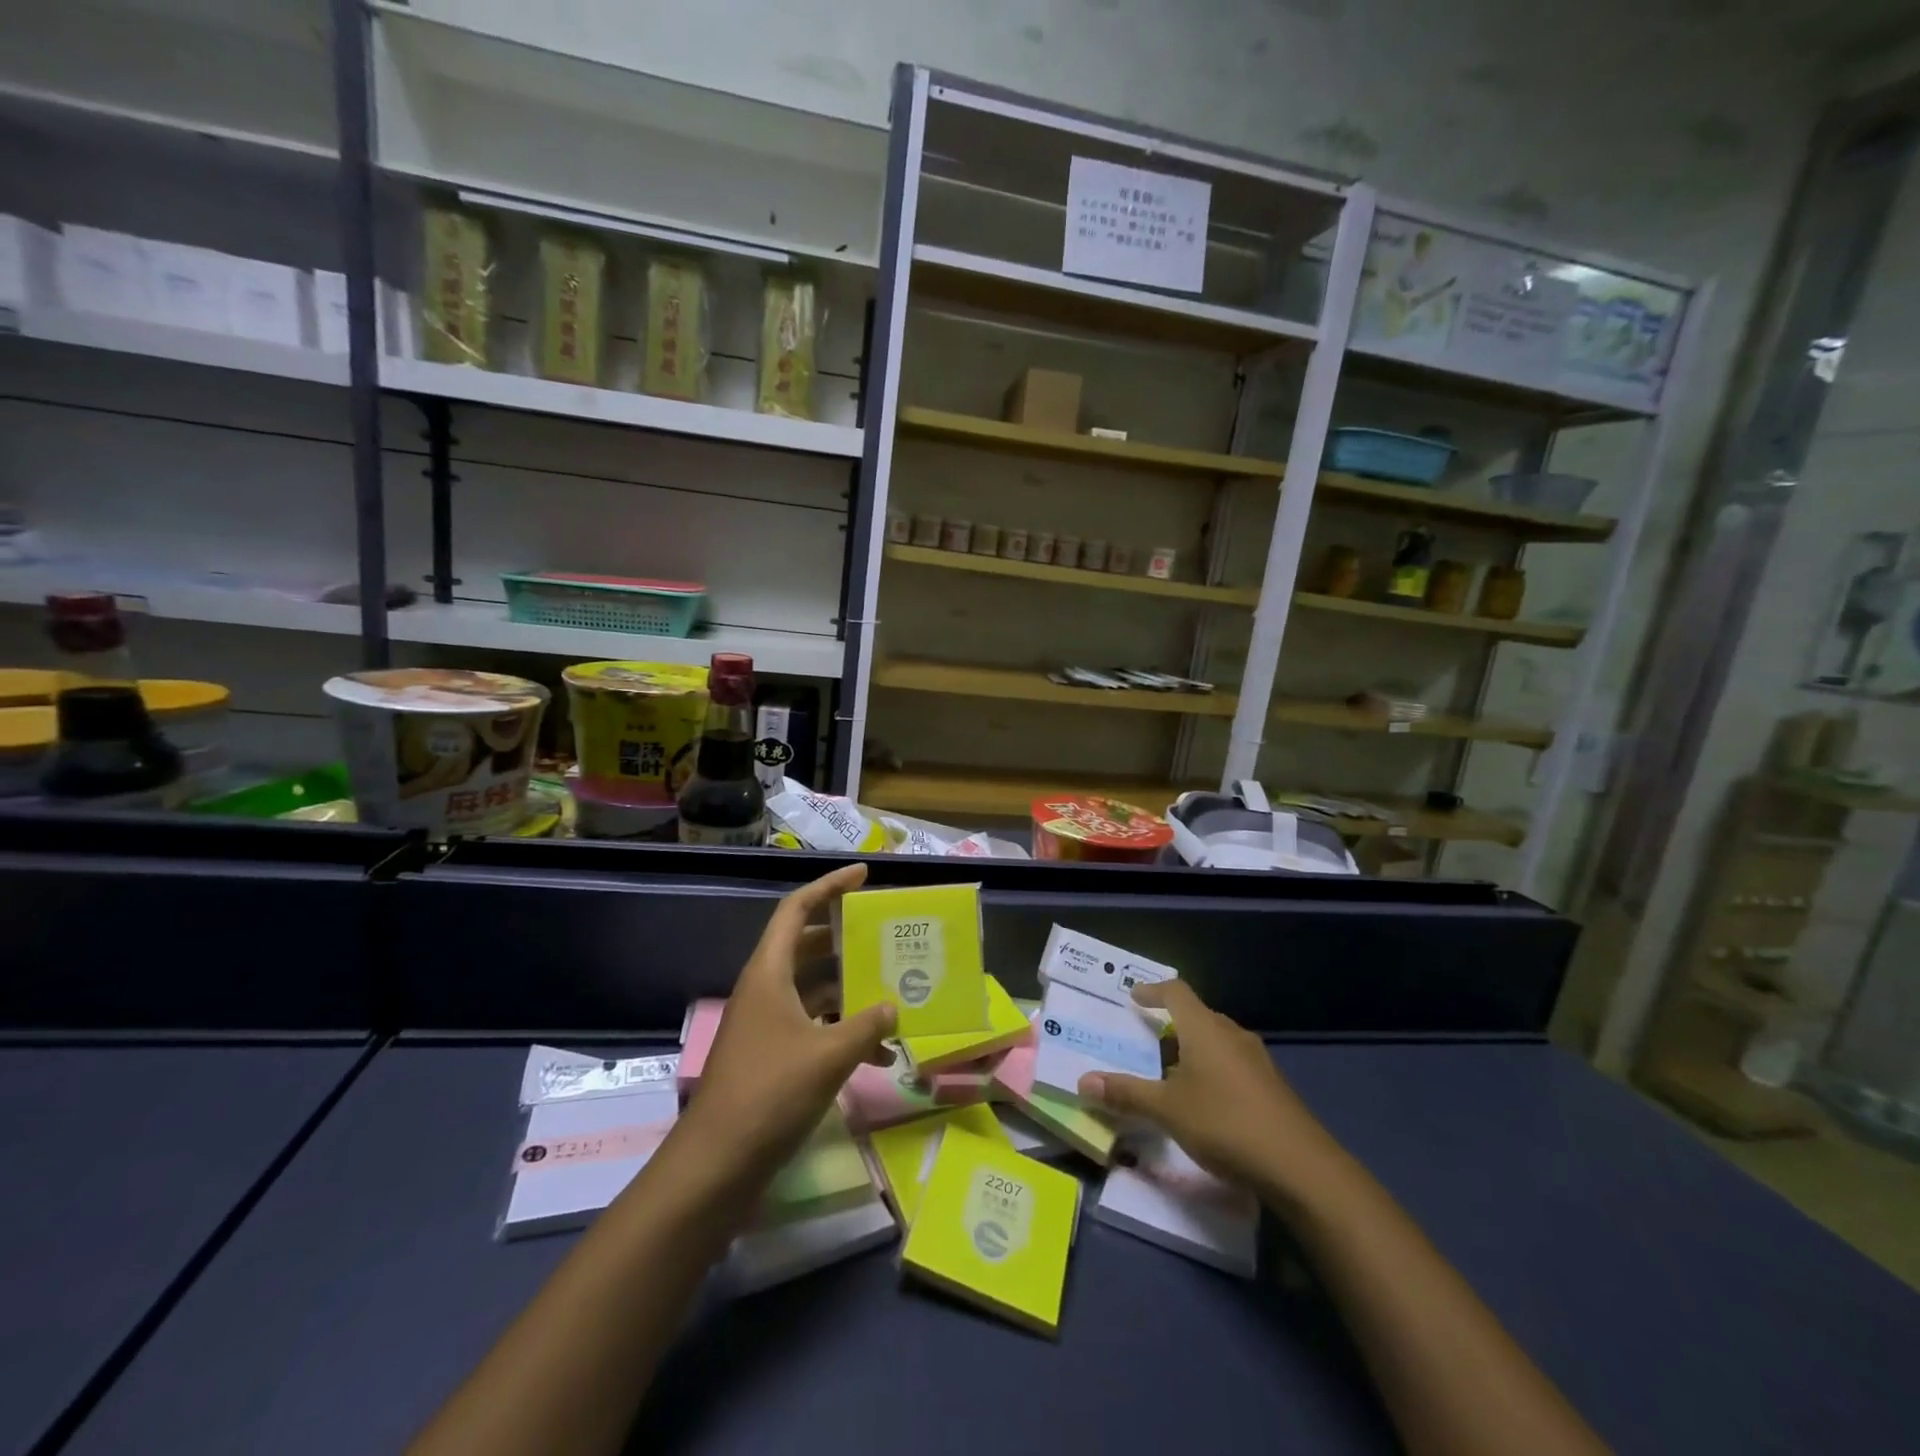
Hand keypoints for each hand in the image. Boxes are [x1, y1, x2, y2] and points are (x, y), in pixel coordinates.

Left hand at [683, 863, 895, 1181]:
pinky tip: (881, 1057)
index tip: (864, 875)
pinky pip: (815, 1028)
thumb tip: (894, 1006)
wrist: (716, 1165)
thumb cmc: (770, 1093)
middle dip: (847, 939)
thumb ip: (867, 1025)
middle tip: (884, 934)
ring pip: (815, 989)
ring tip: (894, 992)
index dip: (829, 886)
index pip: (797, 909)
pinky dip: (844, 1033)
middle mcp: (766, 989)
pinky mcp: (773, 1057)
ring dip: (851, 991)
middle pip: (808, 946)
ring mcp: (768, 1024)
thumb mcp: (829, 1055)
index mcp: (770, 972)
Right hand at [1078, 981, 1343, 1203]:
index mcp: (1205, 1028)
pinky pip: (1233, 1064)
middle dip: (1171, 1024)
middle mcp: (1232, 1034)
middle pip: (1197, 1015)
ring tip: (1171, 1073)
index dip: (1152, 990)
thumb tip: (1083, 1081)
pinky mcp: (1272, 1087)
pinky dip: (1212, 1071)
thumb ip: (1126, 1094)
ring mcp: (1257, 1061)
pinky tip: (1205, 1102)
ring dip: (1193, 1050)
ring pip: (1217, 1041)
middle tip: (1146, 1041)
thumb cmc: (1226, 1123)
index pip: (1176, 992)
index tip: (1134, 997)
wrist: (1302, 1167)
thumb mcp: (1168, 1110)